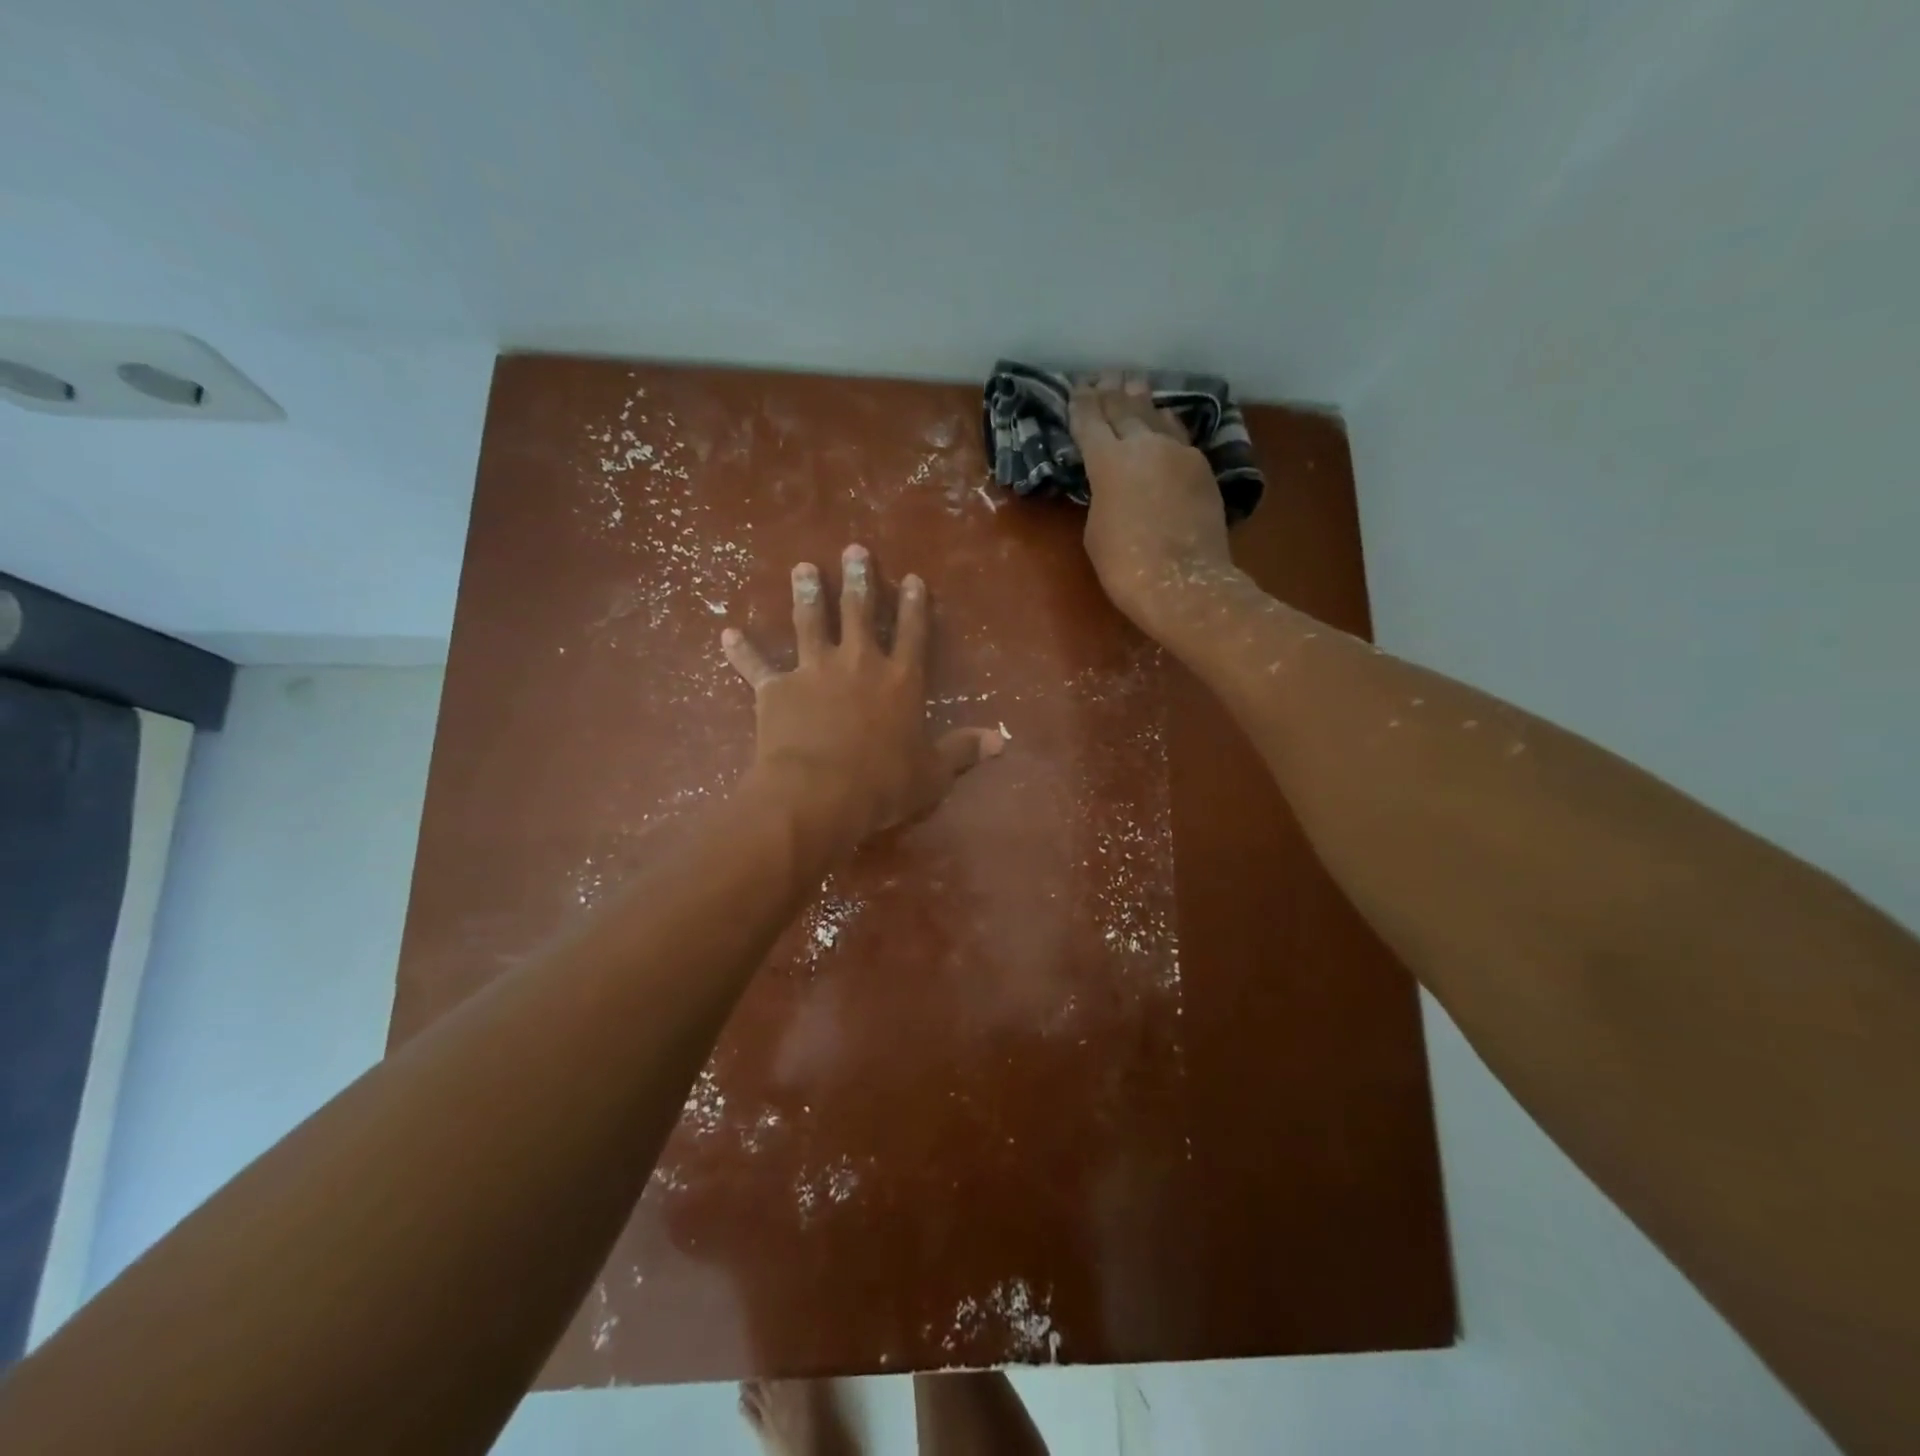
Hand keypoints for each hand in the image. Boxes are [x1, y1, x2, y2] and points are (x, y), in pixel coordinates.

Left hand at [722, 545, 1004, 855]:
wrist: (819, 794)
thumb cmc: (883, 784)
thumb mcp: (933, 773)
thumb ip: (963, 751)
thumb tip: (1002, 742)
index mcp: (900, 680)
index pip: (912, 633)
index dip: (914, 605)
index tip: (912, 578)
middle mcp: (858, 664)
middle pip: (859, 612)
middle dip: (858, 579)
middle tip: (854, 550)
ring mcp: (814, 672)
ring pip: (809, 622)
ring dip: (806, 594)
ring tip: (803, 568)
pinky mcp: (776, 689)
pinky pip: (756, 666)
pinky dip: (741, 651)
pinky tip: (726, 633)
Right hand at [1069, 374, 1240, 632]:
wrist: (1184, 583)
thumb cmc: (1126, 565)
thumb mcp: (1096, 529)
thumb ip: (1101, 494)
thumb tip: (1113, 482)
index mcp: (1108, 461)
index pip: (1090, 422)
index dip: (1081, 404)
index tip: (1076, 389)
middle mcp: (1144, 445)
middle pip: (1124, 408)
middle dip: (1110, 392)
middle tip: (1103, 377)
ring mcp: (1179, 453)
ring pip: (1156, 415)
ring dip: (1141, 400)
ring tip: (1133, 385)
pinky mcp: (1202, 468)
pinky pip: (1179, 435)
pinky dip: (1166, 424)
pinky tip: (1163, 420)